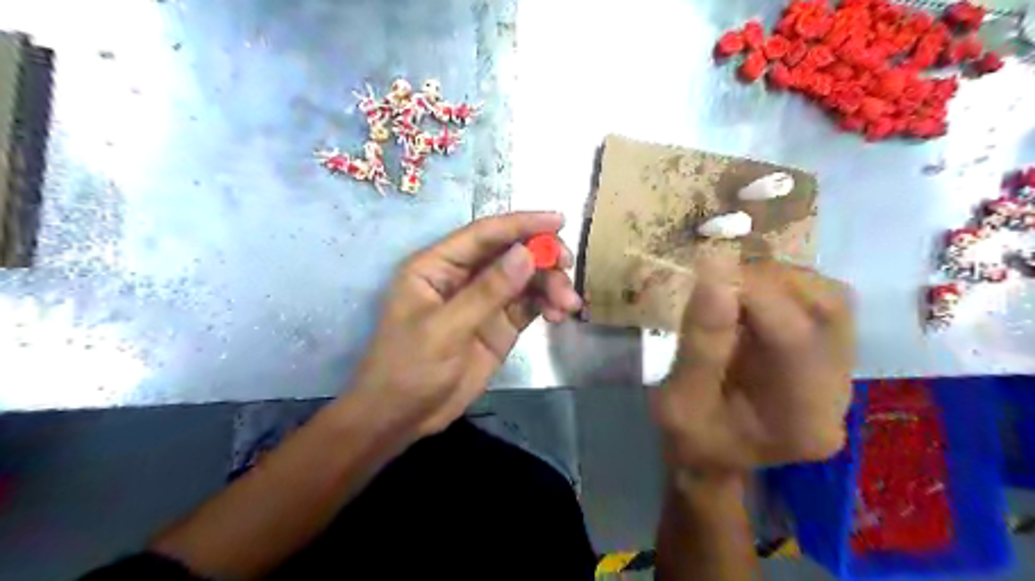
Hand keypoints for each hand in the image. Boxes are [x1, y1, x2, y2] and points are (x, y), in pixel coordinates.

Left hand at [347, 214, 581, 439]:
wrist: (402, 417)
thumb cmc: (408, 369)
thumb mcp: (445, 330)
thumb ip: (487, 292)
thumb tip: (526, 254)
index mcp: (438, 266)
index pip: (484, 234)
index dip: (521, 223)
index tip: (559, 220)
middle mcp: (463, 276)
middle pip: (509, 253)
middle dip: (542, 256)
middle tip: (568, 266)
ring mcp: (483, 301)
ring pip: (524, 279)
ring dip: (550, 284)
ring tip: (568, 304)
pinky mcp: (499, 325)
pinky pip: (529, 305)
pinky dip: (547, 305)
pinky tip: (560, 315)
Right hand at [654, 258, 857, 471]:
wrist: (713, 455)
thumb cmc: (691, 437)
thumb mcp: (678, 401)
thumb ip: (700, 344)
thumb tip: (715, 271)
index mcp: (801, 421)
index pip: (795, 339)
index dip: (755, 292)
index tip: (708, 264)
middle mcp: (837, 395)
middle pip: (827, 311)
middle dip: (770, 282)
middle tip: (718, 277)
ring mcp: (841, 373)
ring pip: (830, 300)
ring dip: (778, 281)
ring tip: (732, 288)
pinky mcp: (831, 354)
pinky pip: (820, 303)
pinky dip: (782, 288)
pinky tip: (748, 299)